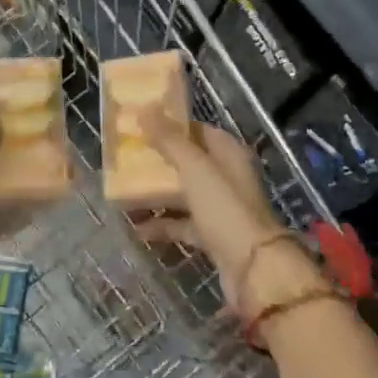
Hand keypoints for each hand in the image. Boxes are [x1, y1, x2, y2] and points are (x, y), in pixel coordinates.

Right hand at [131, 113, 311, 321]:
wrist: (253, 268)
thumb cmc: (225, 208)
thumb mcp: (195, 169)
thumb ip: (169, 141)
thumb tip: (144, 110)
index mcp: (229, 155)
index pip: (200, 131)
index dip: (173, 127)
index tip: (143, 125)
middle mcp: (227, 178)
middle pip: (190, 163)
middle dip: (160, 161)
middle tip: (128, 158)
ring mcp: (221, 209)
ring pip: (184, 195)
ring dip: (158, 194)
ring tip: (125, 192)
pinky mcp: (213, 236)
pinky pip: (183, 225)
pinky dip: (163, 225)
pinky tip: (137, 228)